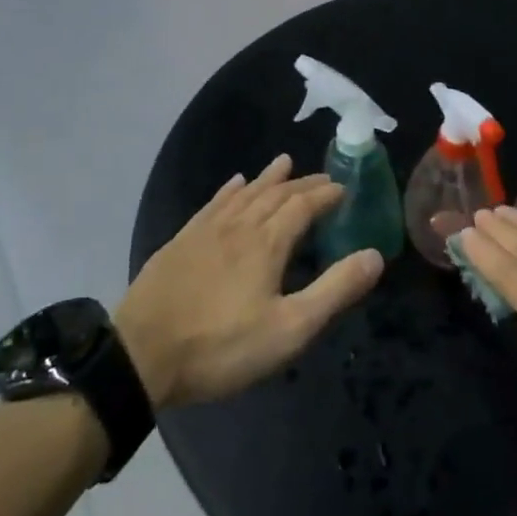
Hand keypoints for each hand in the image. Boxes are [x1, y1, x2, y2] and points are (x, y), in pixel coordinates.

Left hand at [116, 155, 383, 409]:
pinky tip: (234, 183)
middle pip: (276, 194)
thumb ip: (333, 290)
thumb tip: (375, 255)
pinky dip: (230, 189)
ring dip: (268, 178)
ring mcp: (207, 229)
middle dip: (302, 183)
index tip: (343, 188)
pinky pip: (214, 203)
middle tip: (322, 176)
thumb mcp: (289, 329)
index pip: (303, 206)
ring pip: (245, 193)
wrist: (142, 354)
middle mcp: (239, 224)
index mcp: (267, 242)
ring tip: (284, 161)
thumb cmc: (221, 346)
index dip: (325, 195)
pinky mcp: (182, 240)